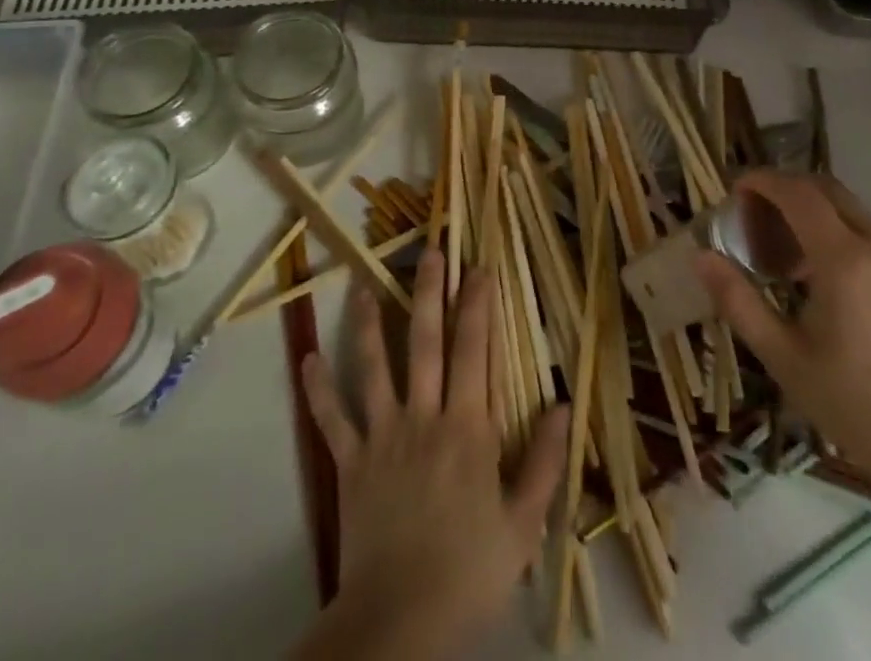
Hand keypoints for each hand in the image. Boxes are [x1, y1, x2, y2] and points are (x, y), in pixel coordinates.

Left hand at [294, 249, 568, 660]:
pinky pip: (331, 419)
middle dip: (429, 291)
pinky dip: (319, 389)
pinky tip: (308, 358)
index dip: (477, 304)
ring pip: (373, 366)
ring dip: (368, 323)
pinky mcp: (350, 463)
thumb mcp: (523, 524)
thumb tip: (563, 404)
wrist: (400, 620)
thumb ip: (543, 460)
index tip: (480, 266)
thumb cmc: (469, 570)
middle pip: (425, 341)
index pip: (475, 349)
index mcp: (467, 426)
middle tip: (431, 251)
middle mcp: (424, 416)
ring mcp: (382, 436)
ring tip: (364, 285)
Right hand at [697, 170, 870, 530]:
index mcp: (846, 260)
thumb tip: (701, 256)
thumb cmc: (859, 408)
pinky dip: (852, 242)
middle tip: (760, 221)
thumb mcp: (786, 359)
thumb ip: (739, 301)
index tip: (737, 190)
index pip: (798, 193)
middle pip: (829, 191)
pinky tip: (843, 288)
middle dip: (789, 192)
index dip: (763, 182)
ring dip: (821, 219)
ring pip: (857, 215)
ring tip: (797, 264)